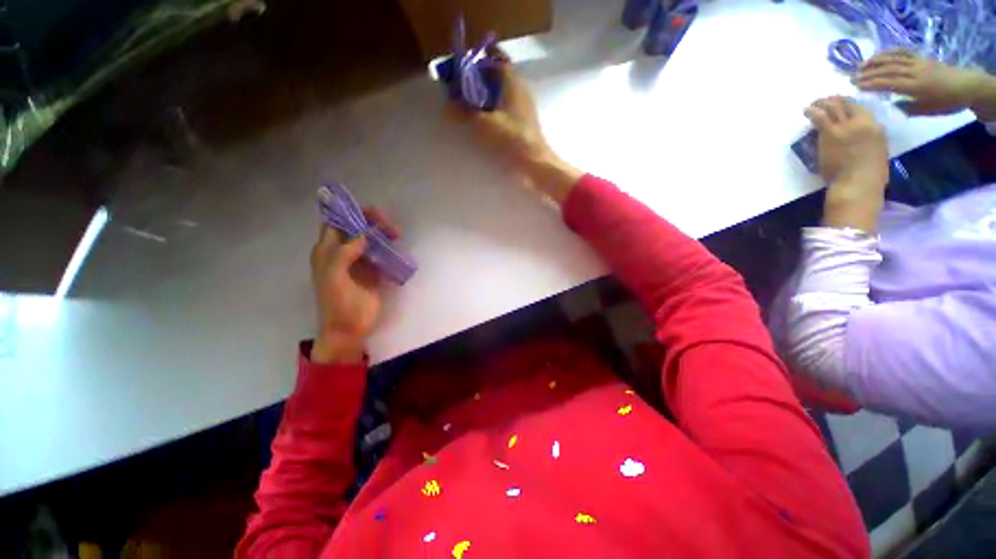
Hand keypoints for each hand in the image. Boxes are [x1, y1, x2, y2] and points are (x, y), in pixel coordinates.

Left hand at [309, 208, 399, 363]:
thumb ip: (343, 254)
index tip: (367, 211)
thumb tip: (361, 234)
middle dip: (370, 222)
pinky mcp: (373, 273)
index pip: (335, 225)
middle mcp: (342, 254)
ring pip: (371, 242)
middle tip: (386, 221)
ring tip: (397, 233)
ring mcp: (359, 263)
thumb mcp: (334, 278)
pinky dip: (389, 249)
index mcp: (327, 253)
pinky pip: (381, 255)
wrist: (349, 328)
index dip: (348, 214)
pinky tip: (397, 248)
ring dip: (382, 235)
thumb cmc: (337, 303)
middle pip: (356, 230)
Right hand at [452, 49, 583, 203]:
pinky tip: (483, 124)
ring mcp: (524, 109)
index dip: (480, 59)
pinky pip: (506, 111)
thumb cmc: (511, 139)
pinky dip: (493, 112)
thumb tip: (448, 105)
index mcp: (512, 82)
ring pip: (502, 95)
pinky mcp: (524, 125)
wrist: (535, 165)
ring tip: (468, 107)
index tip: (463, 66)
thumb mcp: (483, 124)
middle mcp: (520, 91)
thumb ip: (464, 112)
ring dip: (486, 97)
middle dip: (480, 79)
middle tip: (461, 88)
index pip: (496, 58)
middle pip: (499, 77)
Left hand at [806, 97, 887, 231]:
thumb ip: (868, 140)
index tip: (841, 103)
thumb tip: (859, 138)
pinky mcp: (831, 133)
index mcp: (876, 128)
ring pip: (833, 107)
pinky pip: (820, 117)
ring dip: (822, 103)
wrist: (857, 183)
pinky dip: (812, 111)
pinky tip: (806, 110)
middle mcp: (863, 123)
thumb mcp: (876, 152)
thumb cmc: (868, 175)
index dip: (849, 104)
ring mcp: (847, 126)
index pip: (862, 109)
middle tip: (824, 100)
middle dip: (835, 100)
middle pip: (848, 104)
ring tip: (813, 104)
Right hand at [854, 50, 993, 116]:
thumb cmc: (947, 102)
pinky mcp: (921, 57)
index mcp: (916, 86)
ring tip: (861, 65)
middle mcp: (915, 71)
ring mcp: (918, 62)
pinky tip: (879, 54)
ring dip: (875, 61)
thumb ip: (908, 108)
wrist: (967, 86)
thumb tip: (890, 105)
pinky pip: (903, 52)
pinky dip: (889, 52)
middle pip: (889, 69)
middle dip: (869, 73)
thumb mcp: (927, 111)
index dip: (872, 84)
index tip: (856, 86)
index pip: (889, 83)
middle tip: (853, 77)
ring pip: (893, 59)